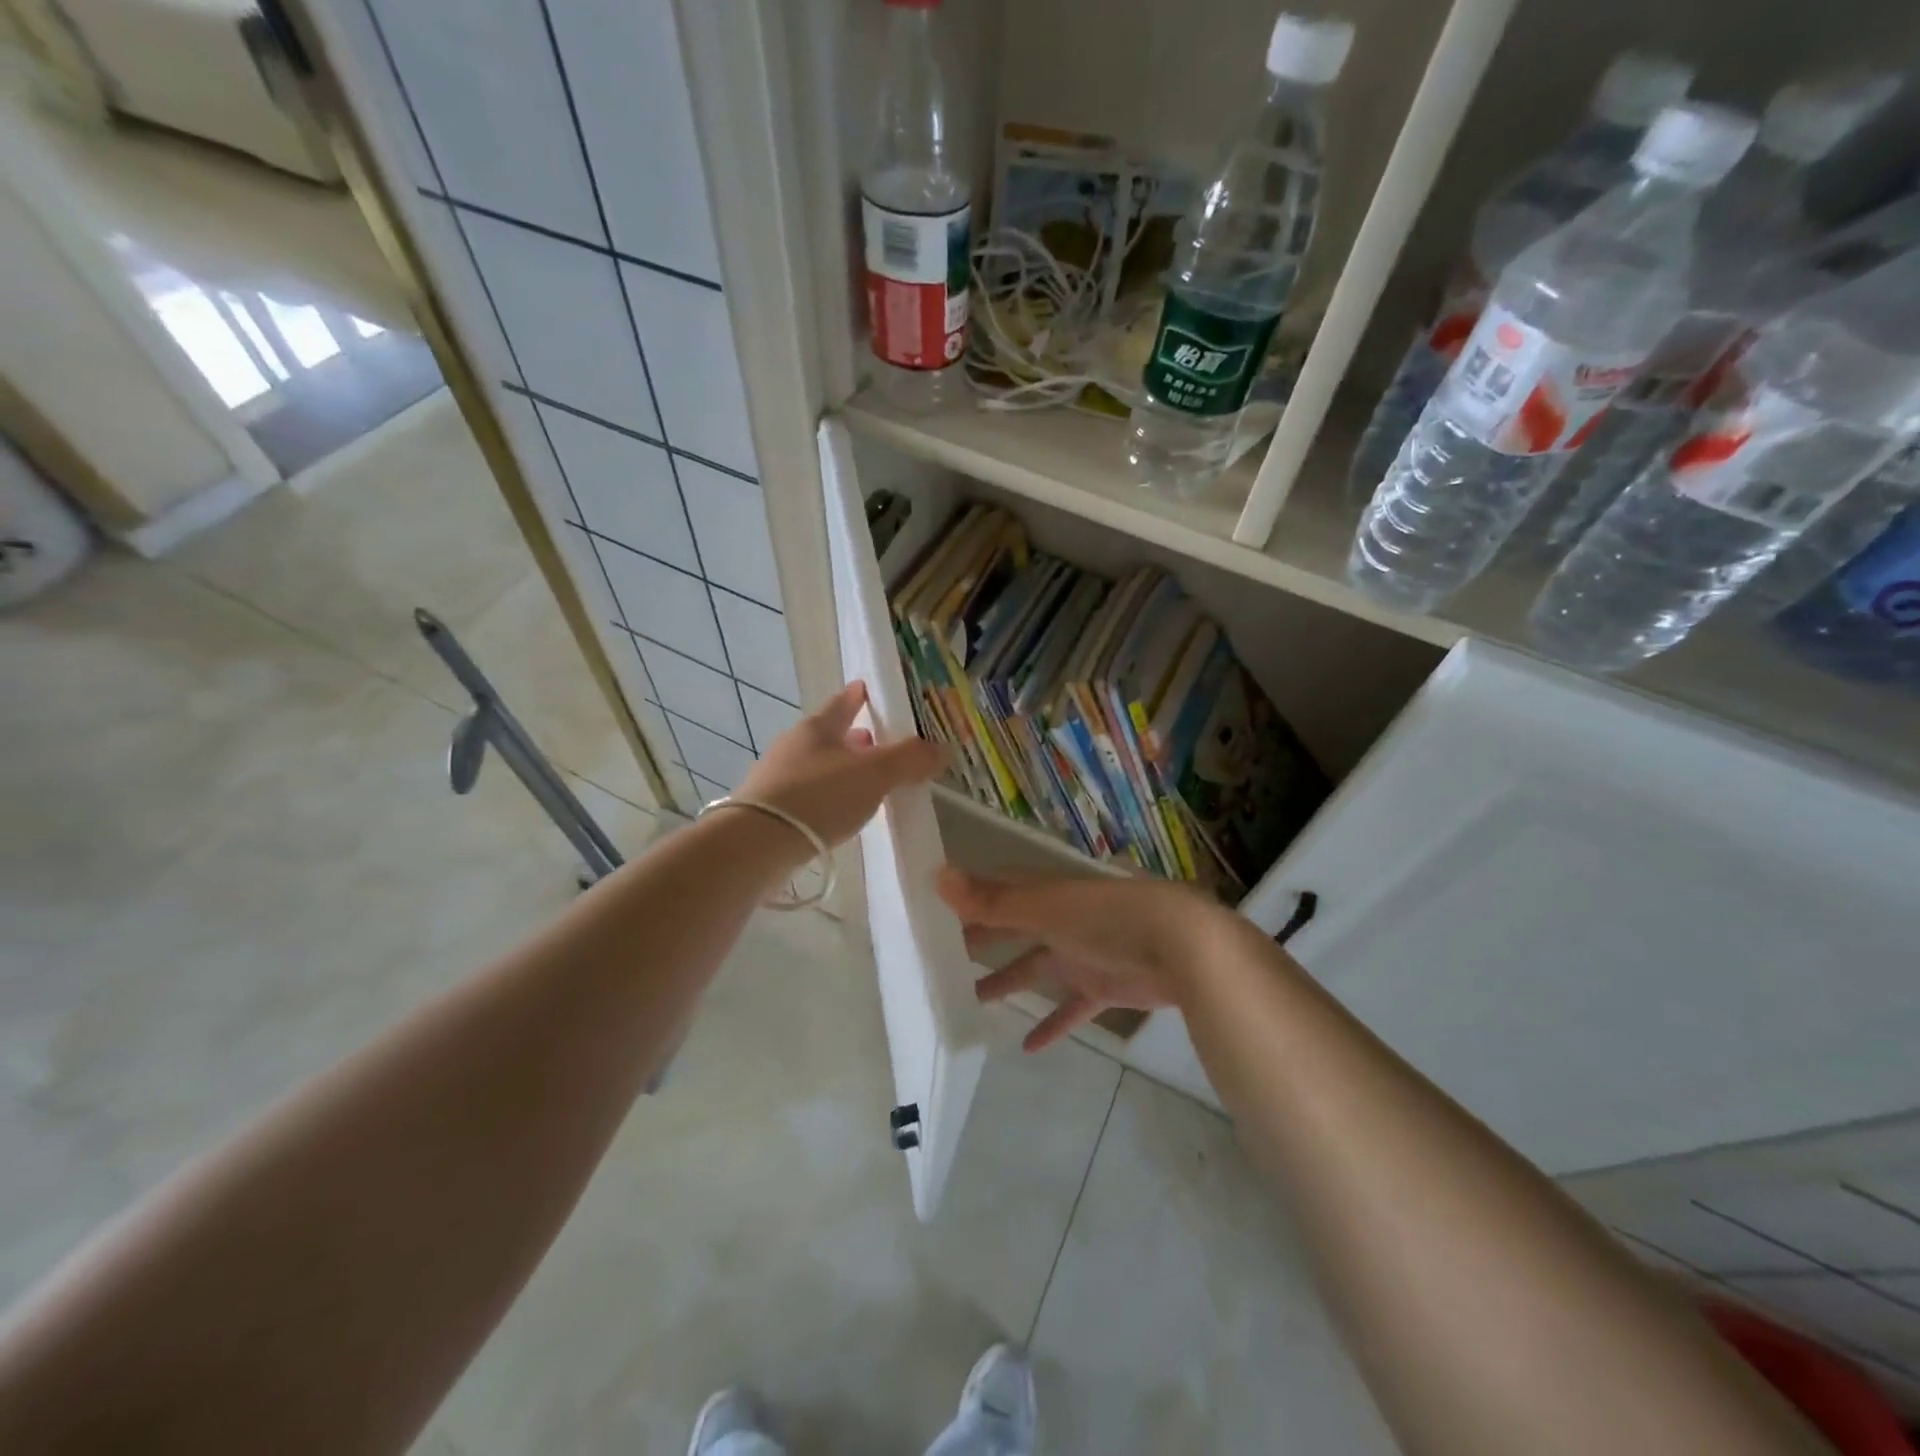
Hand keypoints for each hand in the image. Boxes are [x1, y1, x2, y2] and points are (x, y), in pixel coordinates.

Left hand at [734, 681, 944, 851]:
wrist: (757, 844)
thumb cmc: (819, 797)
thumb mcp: (873, 775)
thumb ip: (908, 760)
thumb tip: (941, 749)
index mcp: (817, 727)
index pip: (842, 702)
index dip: (858, 696)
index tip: (867, 689)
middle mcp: (794, 745)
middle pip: (829, 734)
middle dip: (854, 737)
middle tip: (877, 742)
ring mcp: (777, 777)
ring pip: (818, 764)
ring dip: (841, 768)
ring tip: (865, 780)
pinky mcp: (770, 808)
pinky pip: (808, 792)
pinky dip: (827, 794)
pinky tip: (839, 810)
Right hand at [936, 867, 1226, 1051]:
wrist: (1182, 946)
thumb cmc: (1108, 918)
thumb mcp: (1046, 908)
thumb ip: (993, 901)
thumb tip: (938, 875)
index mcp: (1044, 896)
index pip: (996, 894)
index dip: (965, 902)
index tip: (928, 915)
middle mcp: (1059, 921)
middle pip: (1011, 930)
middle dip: (979, 943)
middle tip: (938, 961)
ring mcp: (1082, 954)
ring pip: (1034, 969)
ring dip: (1006, 983)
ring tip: (968, 1002)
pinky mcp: (1103, 987)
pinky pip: (1070, 1008)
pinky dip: (1052, 1025)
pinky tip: (1027, 1046)